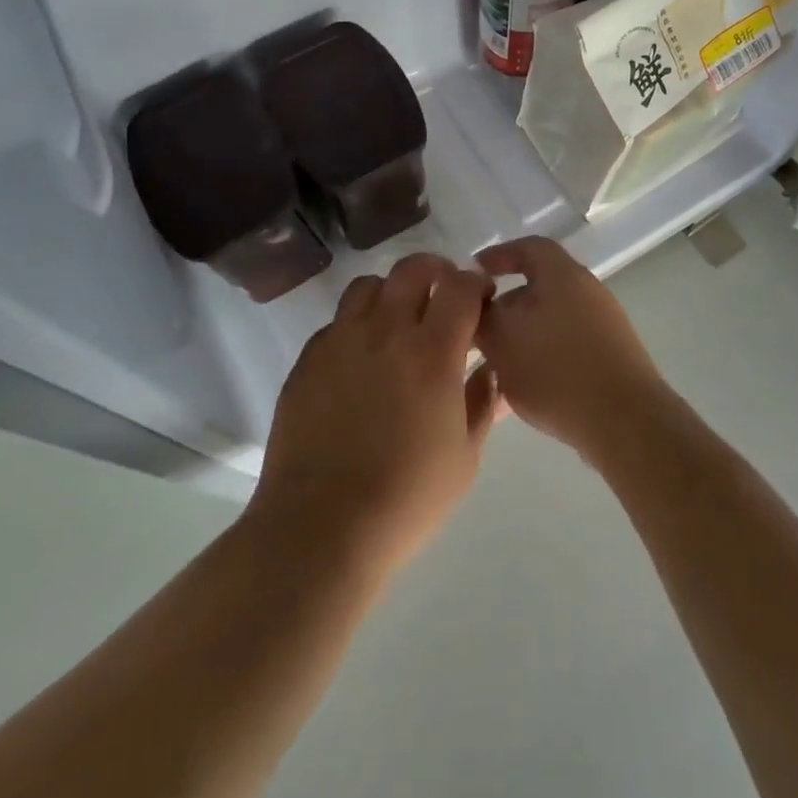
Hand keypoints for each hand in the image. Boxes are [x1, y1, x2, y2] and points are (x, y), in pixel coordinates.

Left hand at [249, 255, 499, 576]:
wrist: (321, 526)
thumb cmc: (406, 498)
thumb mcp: (464, 457)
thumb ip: (482, 403)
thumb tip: (489, 370)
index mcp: (432, 352)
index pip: (459, 287)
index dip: (475, 283)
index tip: (481, 296)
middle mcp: (385, 331)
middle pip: (411, 270)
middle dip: (435, 271)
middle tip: (443, 293)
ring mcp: (340, 341)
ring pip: (368, 286)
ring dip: (391, 292)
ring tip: (397, 319)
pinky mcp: (308, 359)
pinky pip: (336, 322)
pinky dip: (356, 325)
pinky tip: (360, 359)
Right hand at [474, 236, 670, 467]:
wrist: (625, 422)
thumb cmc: (556, 369)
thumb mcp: (501, 339)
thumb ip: (481, 314)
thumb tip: (476, 301)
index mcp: (563, 274)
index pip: (528, 247)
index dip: (498, 255)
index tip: (473, 273)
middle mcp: (588, 291)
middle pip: (538, 288)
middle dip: (504, 307)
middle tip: (478, 329)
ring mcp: (604, 326)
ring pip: (549, 323)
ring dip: (520, 339)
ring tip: (493, 367)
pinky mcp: (611, 358)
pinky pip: (566, 348)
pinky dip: (541, 359)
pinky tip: (521, 393)